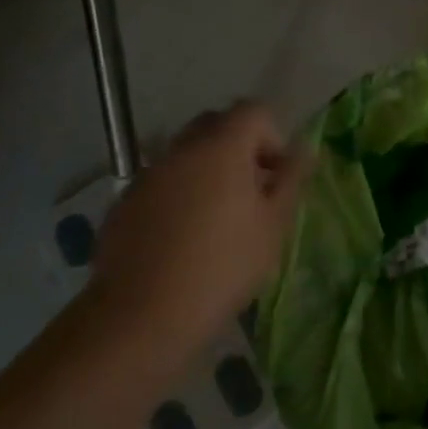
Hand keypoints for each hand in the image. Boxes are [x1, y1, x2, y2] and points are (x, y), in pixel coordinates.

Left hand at [89, 102, 307, 349]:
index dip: (272, 136)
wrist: (141, 317)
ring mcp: (148, 174)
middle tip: (251, 191)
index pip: (253, 111)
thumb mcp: (273, 226)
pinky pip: (161, 182)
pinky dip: (178, 194)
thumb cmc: (222, 267)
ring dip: (207, 170)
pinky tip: (182, 238)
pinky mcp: (124, 203)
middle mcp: (181, 149)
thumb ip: (291, 179)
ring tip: (217, 218)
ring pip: (186, 153)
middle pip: (216, 124)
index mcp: (222, 146)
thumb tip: (304, 150)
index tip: (276, 177)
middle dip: (239, 147)